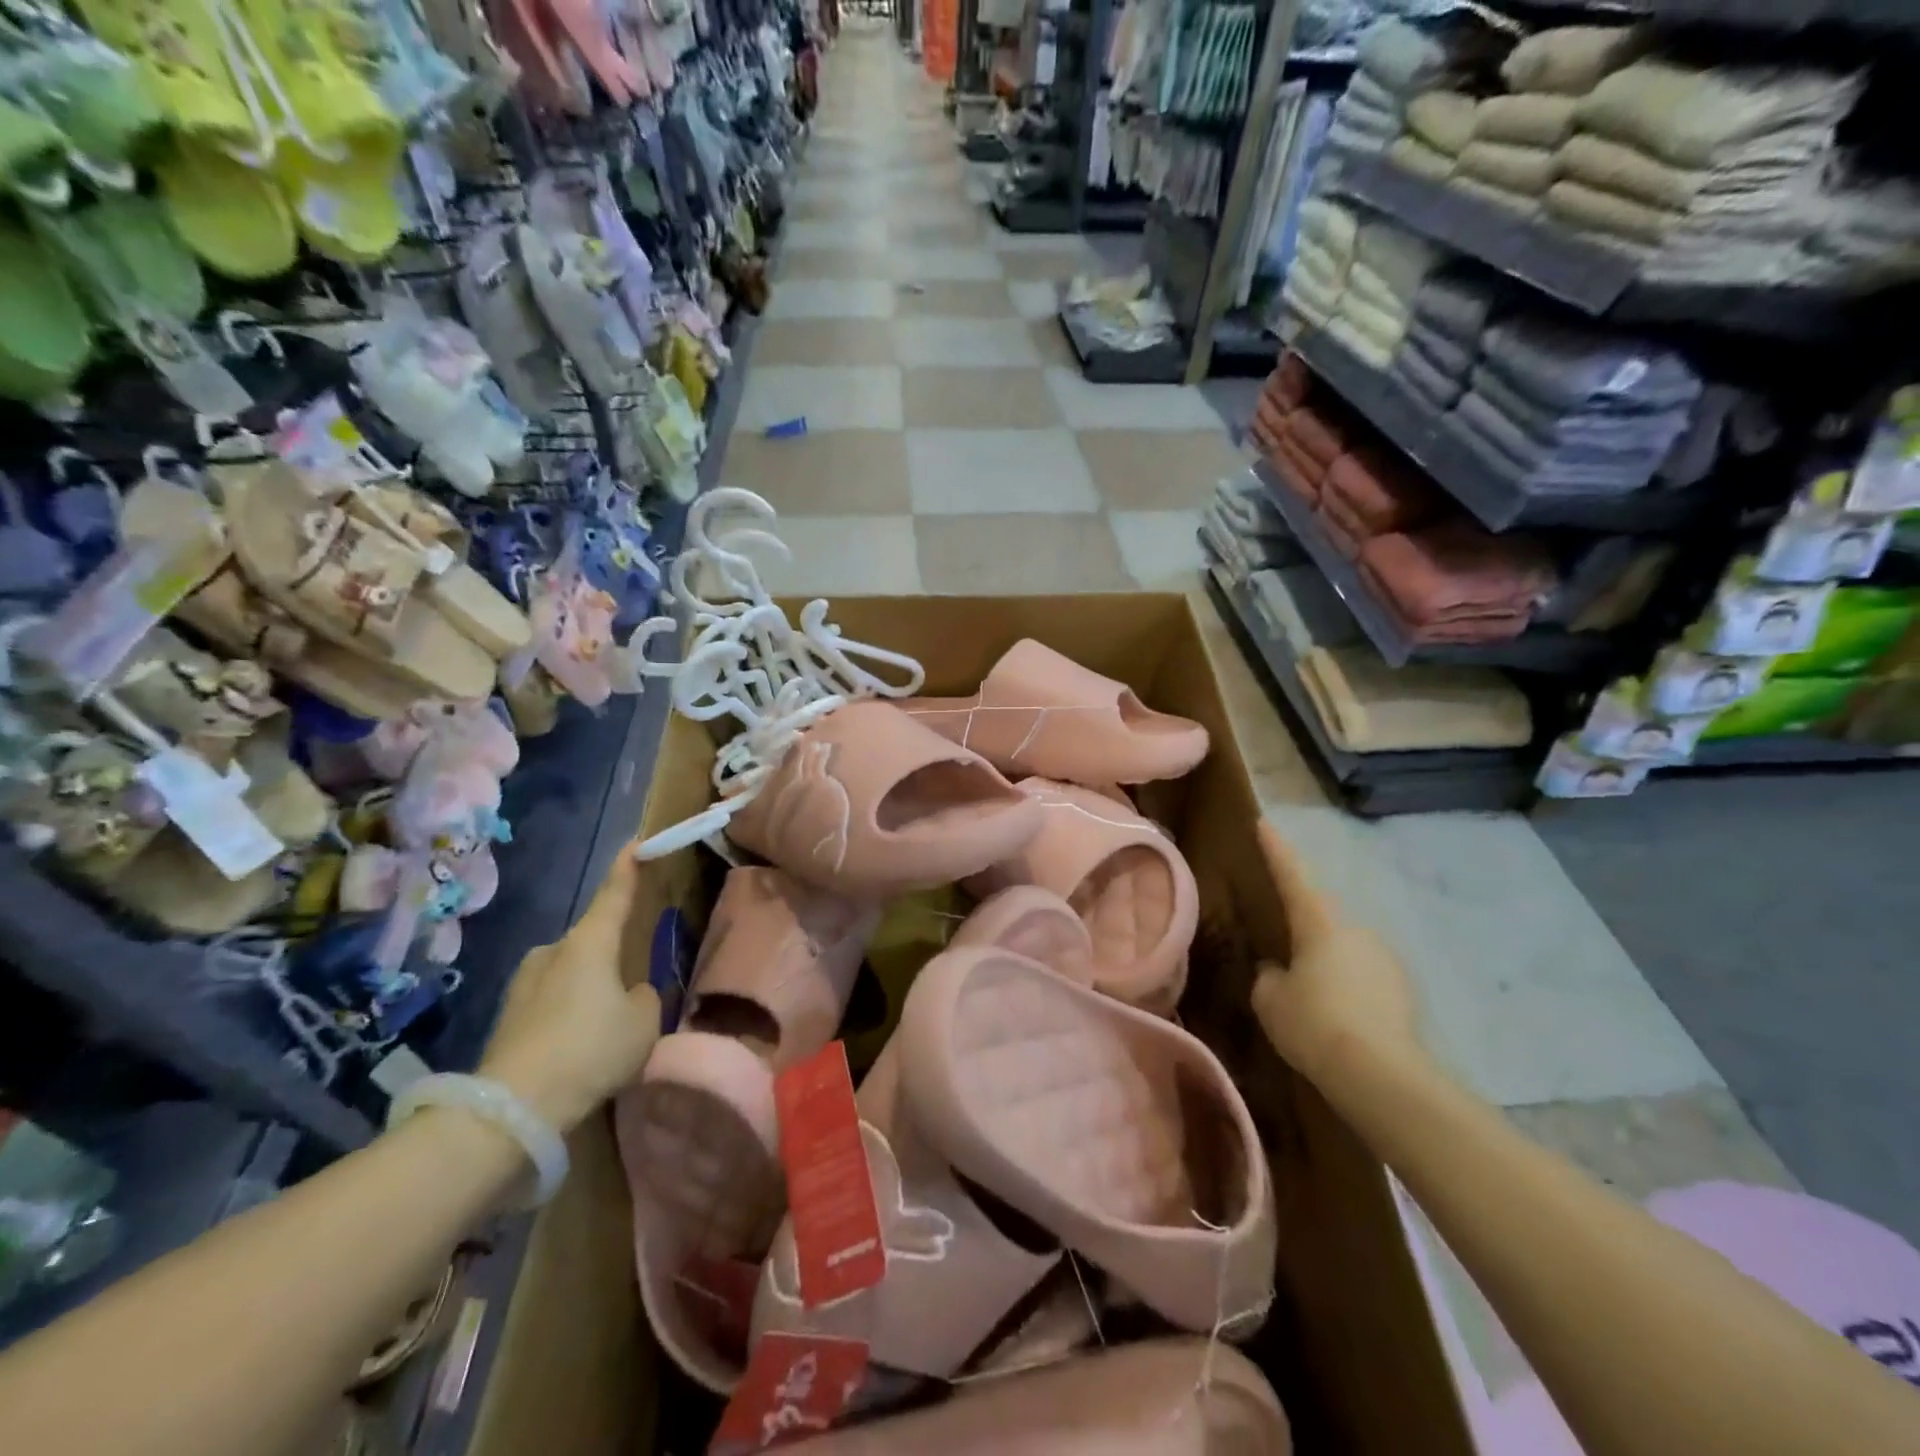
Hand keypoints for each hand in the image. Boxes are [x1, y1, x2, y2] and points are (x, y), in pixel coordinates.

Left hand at [479, 843, 661, 1130]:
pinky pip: (552, 1002)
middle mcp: (552, 950)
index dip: (628, 867)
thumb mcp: (644, 1022)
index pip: (614, 893)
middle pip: (593, 941)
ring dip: (589, 989)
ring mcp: (523, 983)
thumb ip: (646, 998)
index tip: (636, 842)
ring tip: (606, 1028)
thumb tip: (631, 995)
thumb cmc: (590, 1050)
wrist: (511, 1109)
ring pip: (571, 974)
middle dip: (612, 957)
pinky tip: (578, 1049)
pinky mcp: (507, 1017)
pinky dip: (569, 1015)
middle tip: (632, 988)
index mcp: (590, 941)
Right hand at [1249, 823, 1427, 1096]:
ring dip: (1327, 964)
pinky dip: (1348, 989)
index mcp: (1319, 924)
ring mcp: (1385, 960)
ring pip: (1345, 951)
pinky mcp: (1404, 991)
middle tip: (1283, 954)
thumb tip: (1280, 971)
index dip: (1276, 851)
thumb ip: (1270, 977)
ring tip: (1310, 998)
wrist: (1381, 1075)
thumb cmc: (1314, 1023)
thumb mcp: (1270, 1000)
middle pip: (1322, 919)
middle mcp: (1357, 931)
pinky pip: (1364, 979)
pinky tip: (1337, 1018)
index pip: (1292, 877)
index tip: (1264, 823)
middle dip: (1303, 930)